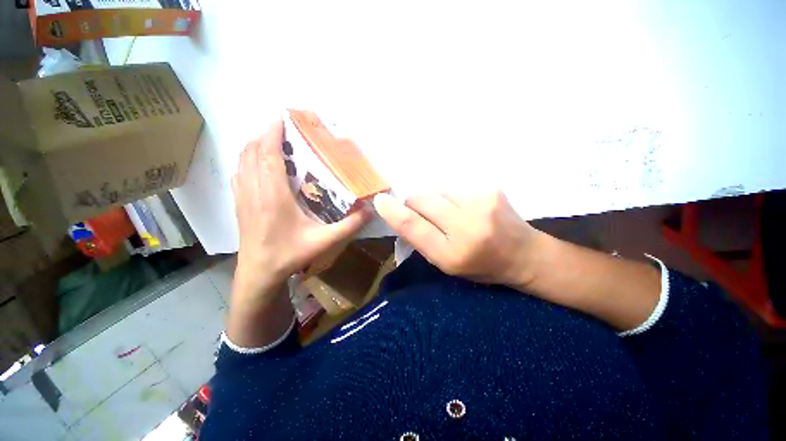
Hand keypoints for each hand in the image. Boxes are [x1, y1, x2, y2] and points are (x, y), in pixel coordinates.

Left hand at [232, 120, 371, 301]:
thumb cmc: (289, 255)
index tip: (282, 117)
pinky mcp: (239, 204)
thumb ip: (349, 226)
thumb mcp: (324, 241)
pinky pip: (238, 173)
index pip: (267, 154)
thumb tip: (370, 210)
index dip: (272, 132)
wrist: (258, 274)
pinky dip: (247, 160)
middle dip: (264, 134)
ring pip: (242, 161)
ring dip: (254, 146)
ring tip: (272, 142)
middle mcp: (254, 191)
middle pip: (252, 152)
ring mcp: (243, 197)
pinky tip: (258, 164)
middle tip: (283, 129)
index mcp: (273, 196)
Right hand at [373, 191, 544, 286]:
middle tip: (425, 214)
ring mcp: (480, 204)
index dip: (392, 212)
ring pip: (436, 190)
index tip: (380, 201)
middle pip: (421, 199)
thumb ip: (422, 240)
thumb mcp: (447, 264)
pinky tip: (467, 208)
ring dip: (435, 200)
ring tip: (452, 214)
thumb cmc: (481, 266)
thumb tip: (401, 214)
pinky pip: (454, 188)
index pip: (412, 226)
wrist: (524, 254)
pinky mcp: (490, 189)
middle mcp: (466, 227)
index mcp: (452, 254)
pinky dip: (452, 197)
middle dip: (414, 203)